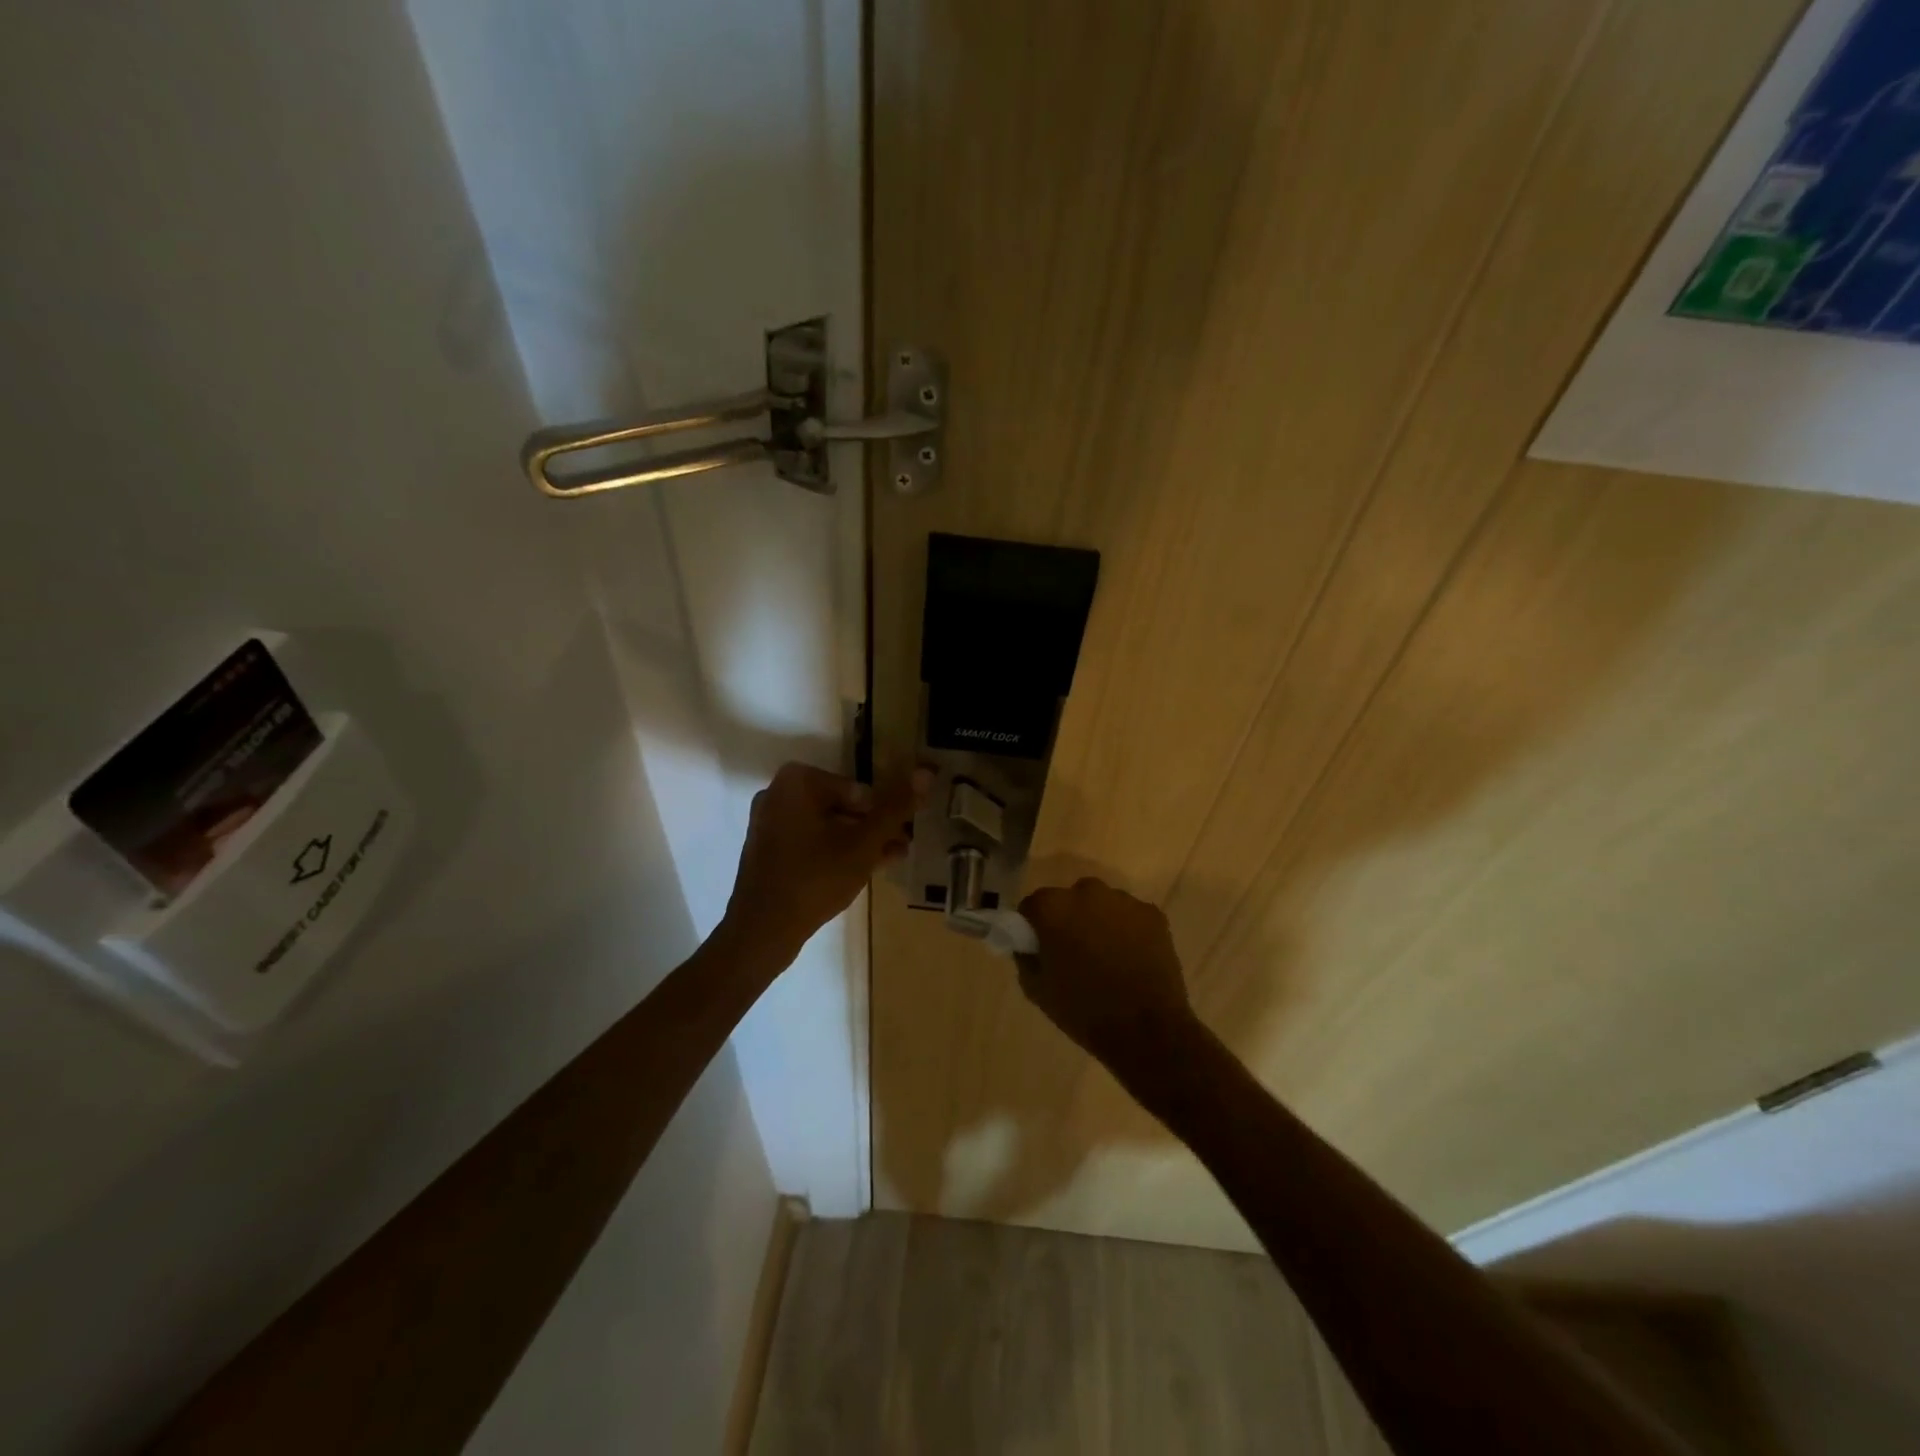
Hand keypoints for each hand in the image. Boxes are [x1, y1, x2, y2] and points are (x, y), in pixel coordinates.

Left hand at [723, 762, 929, 957]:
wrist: (762, 931)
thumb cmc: (816, 878)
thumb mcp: (864, 843)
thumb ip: (895, 808)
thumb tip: (925, 772)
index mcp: (797, 782)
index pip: (859, 790)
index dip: (884, 813)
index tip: (902, 834)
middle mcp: (778, 793)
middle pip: (842, 806)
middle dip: (873, 826)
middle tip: (901, 847)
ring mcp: (769, 822)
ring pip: (828, 825)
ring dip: (859, 840)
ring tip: (890, 859)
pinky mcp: (767, 850)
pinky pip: (810, 842)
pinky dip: (835, 851)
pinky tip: (862, 870)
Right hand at [1017, 878, 1199, 1076]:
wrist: (1146, 1032)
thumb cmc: (1084, 1011)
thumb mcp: (1037, 990)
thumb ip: (1026, 957)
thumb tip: (1029, 944)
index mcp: (1053, 907)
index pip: (1033, 906)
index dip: (1033, 927)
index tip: (1041, 949)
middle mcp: (1087, 892)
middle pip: (1069, 900)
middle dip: (1068, 920)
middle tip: (1074, 953)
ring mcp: (1124, 901)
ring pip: (1101, 905)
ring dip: (1098, 922)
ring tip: (1107, 958)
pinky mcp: (1152, 914)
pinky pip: (1129, 916)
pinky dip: (1127, 931)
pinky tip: (1131, 959)